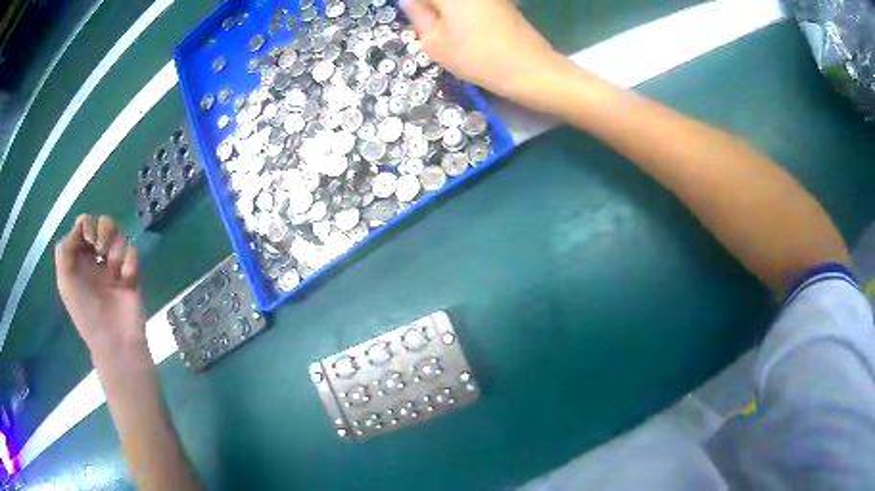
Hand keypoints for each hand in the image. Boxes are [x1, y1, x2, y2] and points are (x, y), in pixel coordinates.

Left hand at [55, 215, 144, 356]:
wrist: (114, 340)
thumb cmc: (85, 312)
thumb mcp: (65, 282)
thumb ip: (65, 250)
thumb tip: (79, 226)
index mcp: (79, 259)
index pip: (83, 225)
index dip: (86, 224)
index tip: (88, 238)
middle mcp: (96, 258)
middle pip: (102, 223)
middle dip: (103, 230)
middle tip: (100, 249)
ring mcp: (114, 265)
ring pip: (119, 234)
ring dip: (116, 246)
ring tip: (114, 267)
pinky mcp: (131, 273)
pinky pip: (133, 252)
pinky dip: (130, 261)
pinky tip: (126, 278)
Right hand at [401, 0, 570, 101]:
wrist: (529, 68)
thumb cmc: (477, 57)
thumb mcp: (435, 42)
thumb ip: (417, 15)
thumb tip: (409, 1)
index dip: (412, 7)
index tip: (412, 20)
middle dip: (428, 8)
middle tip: (426, 25)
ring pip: (455, 3)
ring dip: (443, 11)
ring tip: (445, 32)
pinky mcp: (499, 1)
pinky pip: (470, 4)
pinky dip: (460, 12)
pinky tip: (463, 28)